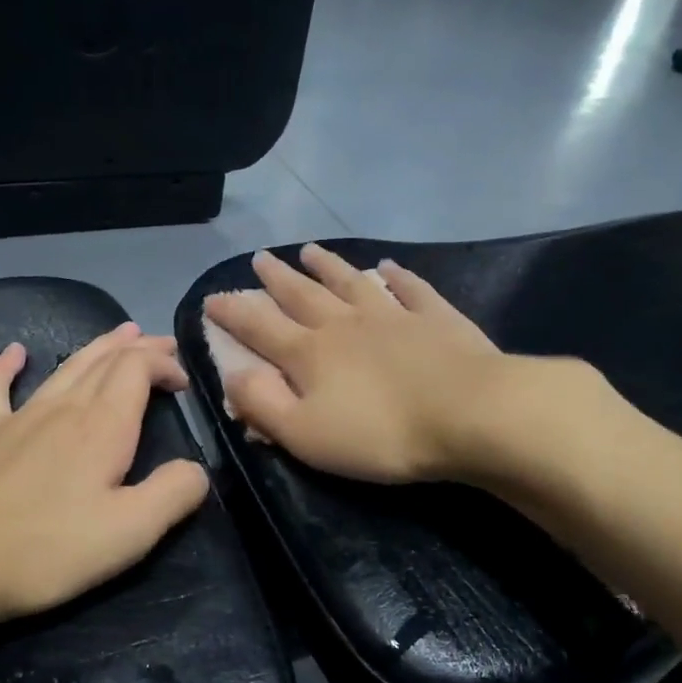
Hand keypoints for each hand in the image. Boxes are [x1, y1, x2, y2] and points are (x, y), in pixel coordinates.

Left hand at [0, 323, 209, 629]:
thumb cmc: (46, 549)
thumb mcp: (130, 532)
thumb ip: (174, 494)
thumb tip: (196, 470)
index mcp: (102, 427)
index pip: (138, 370)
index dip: (164, 365)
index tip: (183, 382)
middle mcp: (62, 408)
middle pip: (104, 361)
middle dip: (137, 348)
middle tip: (160, 344)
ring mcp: (16, 417)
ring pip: (63, 368)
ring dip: (95, 348)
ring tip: (117, 335)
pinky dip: (7, 365)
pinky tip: (14, 352)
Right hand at [202, 244, 614, 489]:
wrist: (470, 415)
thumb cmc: (380, 433)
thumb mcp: (304, 434)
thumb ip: (262, 405)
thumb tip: (232, 375)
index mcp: (310, 353)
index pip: (260, 327)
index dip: (232, 313)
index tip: (211, 298)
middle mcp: (345, 324)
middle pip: (303, 295)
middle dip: (277, 278)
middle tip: (259, 259)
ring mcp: (393, 315)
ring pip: (351, 283)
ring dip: (327, 266)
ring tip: (309, 249)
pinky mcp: (437, 319)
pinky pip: (410, 289)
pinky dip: (397, 275)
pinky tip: (388, 266)